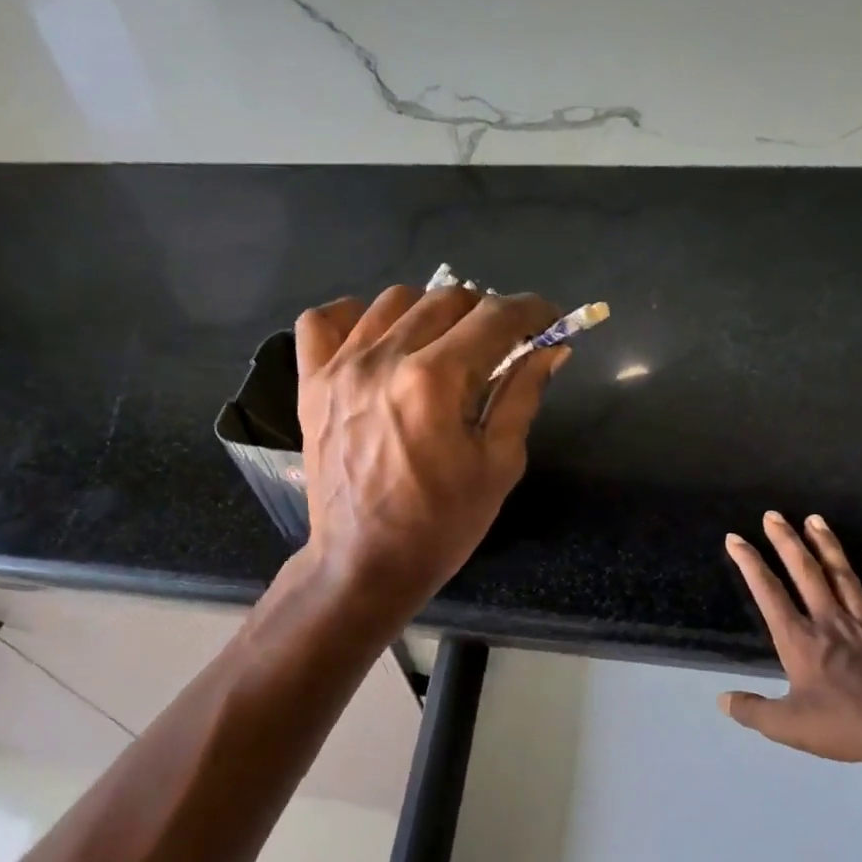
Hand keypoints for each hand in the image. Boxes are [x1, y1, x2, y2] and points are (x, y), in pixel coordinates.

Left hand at [294, 285, 564, 612]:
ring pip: (392, 300)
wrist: (364, 563)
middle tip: (499, 344)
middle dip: (485, 313)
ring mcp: (340, 367)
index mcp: (435, 380)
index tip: (548, 320)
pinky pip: (323, 321)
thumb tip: (550, 348)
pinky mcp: (311, 383)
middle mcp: (384, 359)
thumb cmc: (441, 524)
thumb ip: (523, 395)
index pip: (494, 317)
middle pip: (447, 299)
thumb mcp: (499, 464)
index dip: (531, 311)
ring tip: (443, 344)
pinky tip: (377, 340)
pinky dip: (355, 318)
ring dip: (430, 312)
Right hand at [720, 512, 861, 770]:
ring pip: (844, 576)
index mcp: (800, 640)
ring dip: (828, 546)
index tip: (735, 538)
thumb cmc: (844, 728)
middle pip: (805, 572)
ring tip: (815, 519)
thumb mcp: (787, 726)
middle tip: (773, 515)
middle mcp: (830, 622)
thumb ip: (753, 711)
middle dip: (786, 541)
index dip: (749, 563)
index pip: (768, 593)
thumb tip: (722, 700)